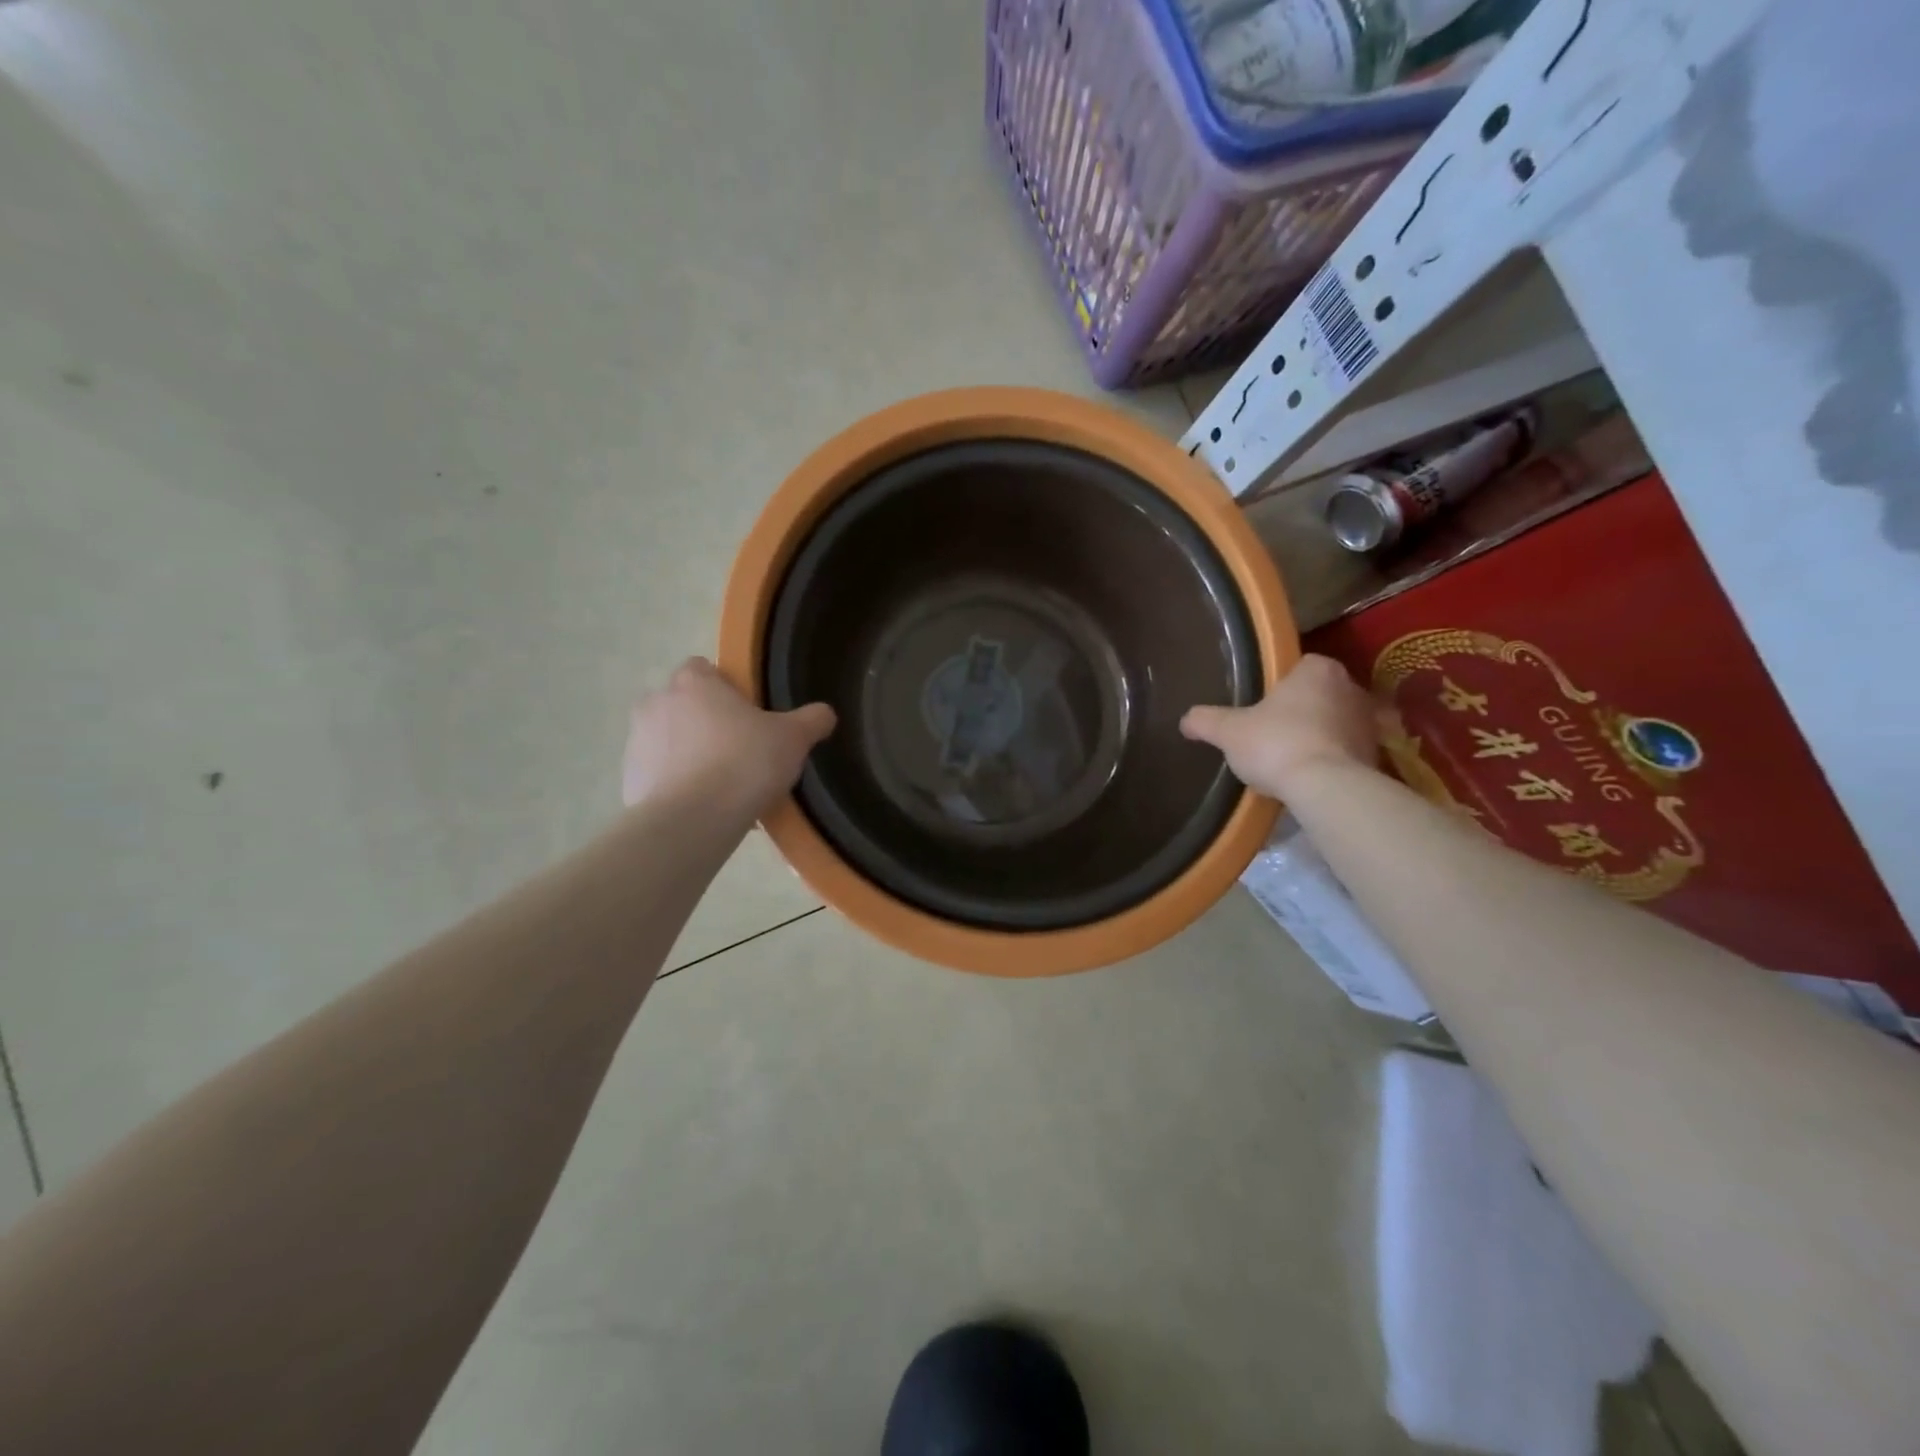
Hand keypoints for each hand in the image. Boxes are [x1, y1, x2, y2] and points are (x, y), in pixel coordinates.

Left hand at [622, 657, 834, 819]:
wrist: (692, 821)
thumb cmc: (743, 764)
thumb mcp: (793, 739)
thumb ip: (812, 720)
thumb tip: (825, 713)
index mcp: (693, 683)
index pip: (702, 668)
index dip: (725, 688)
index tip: (747, 714)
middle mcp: (656, 703)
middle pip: (683, 704)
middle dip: (706, 723)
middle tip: (739, 750)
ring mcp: (637, 742)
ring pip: (669, 741)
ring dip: (689, 754)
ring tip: (723, 786)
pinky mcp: (629, 780)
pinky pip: (658, 776)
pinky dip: (676, 786)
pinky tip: (704, 808)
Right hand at [1180, 654, 1377, 798]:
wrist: (1326, 788)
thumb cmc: (1276, 744)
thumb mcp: (1228, 732)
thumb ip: (1205, 721)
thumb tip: (1185, 720)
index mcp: (1317, 670)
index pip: (1300, 666)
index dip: (1280, 685)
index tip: (1263, 706)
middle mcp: (1351, 687)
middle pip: (1320, 693)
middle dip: (1302, 709)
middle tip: (1273, 732)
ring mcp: (1369, 721)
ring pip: (1336, 722)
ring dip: (1320, 735)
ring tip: (1291, 758)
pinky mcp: (1377, 754)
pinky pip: (1348, 750)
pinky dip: (1333, 759)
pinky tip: (1311, 776)